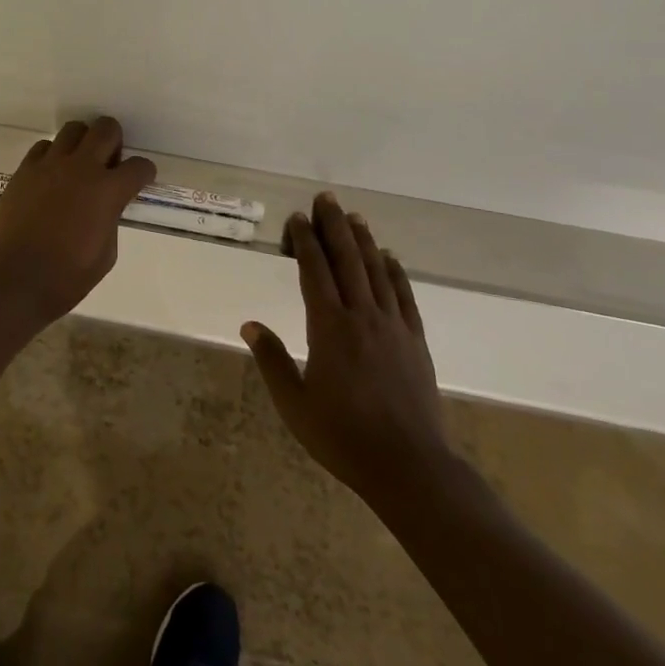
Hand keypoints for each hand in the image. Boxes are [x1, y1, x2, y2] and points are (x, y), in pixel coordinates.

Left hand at [0, 117, 156, 327]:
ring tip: (79, 165)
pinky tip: (51, 176)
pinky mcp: (25, 169)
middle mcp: (81, 168)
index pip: (139, 166)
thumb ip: (110, 221)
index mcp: (108, 191)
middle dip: (115, 141)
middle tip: (109, 163)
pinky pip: (44, 146)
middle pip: (106, 129)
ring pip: (74, 129)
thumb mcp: (104, 255)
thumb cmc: (65, 279)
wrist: (12, 281)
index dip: (144, 172)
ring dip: (83, 142)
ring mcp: (50, 165)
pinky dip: (53, 155)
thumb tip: (106, 206)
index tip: (140, 180)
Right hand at [243, 193, 454, 505]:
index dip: (305, 240)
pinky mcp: (415, 341)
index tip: (298, 218)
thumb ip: (271, 360)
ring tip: (355, 217)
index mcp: (329, 327)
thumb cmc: (343, 436)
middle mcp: (362, 316)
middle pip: (347, 259)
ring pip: (376, 271)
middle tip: (326, 198)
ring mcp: (393, 326)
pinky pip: (404, 296)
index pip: (314, 270)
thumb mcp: (294, 404)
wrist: (409, 466)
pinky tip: (390, 257)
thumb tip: (249, 324)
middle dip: (334, 226)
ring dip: (364, 241)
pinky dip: (395, 272)